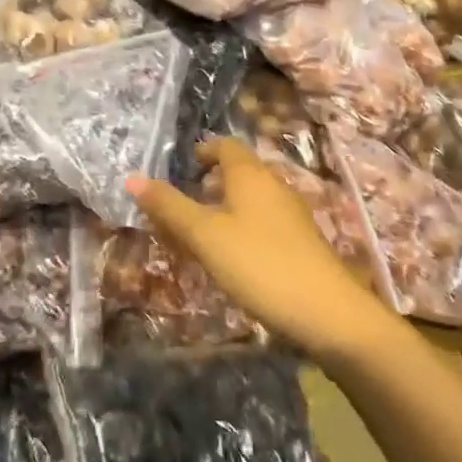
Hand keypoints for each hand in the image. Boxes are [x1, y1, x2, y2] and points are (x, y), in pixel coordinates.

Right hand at [125, 138, 391, 360]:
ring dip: (223, 209)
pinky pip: (262, 224)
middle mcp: (273, 187)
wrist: (330, 315)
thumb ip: (169, 207)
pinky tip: (229, 259)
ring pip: (250, 201)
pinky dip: (239, 230)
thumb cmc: (260, 264)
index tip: (183, 165)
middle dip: (209, 183)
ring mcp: (291, 216)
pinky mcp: (301, 245)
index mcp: (250, 175)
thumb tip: (131, 178)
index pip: (225, 146)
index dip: (203, 151)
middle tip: (181, 203)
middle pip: (238, 173)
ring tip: (197, 235)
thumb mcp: (205, 236)